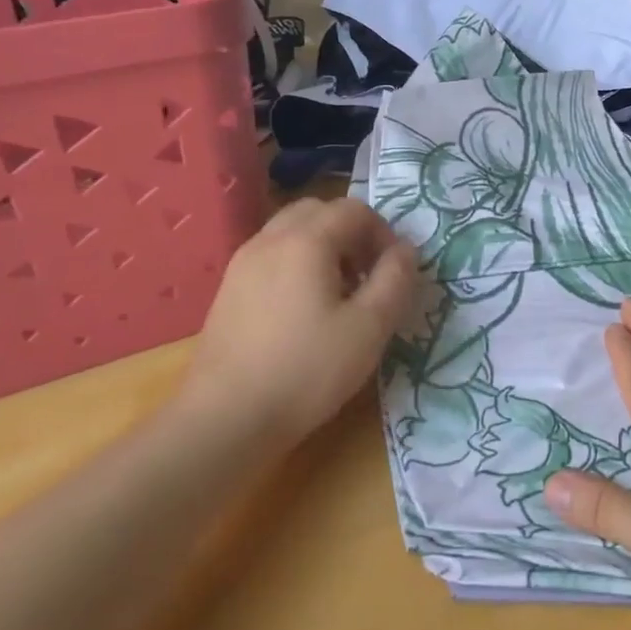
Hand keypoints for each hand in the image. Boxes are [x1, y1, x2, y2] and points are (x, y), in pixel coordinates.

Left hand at [180, 198, 416, 447]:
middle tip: (367, 274)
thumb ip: (395, 279)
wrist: (224, 420)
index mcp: (307, 241)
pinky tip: (304, 310)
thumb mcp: (370, 327)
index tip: (394, 271)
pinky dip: (296, 263)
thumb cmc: (307, 369)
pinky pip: (271, 255)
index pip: (354, 210)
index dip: (383, 233)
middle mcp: (270, 239)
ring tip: (338, 292)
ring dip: (323, 247)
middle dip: (351, 232)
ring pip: (291, 231)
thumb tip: (406, 249)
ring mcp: (243, 264)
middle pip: (319, 211)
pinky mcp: (228, 290)